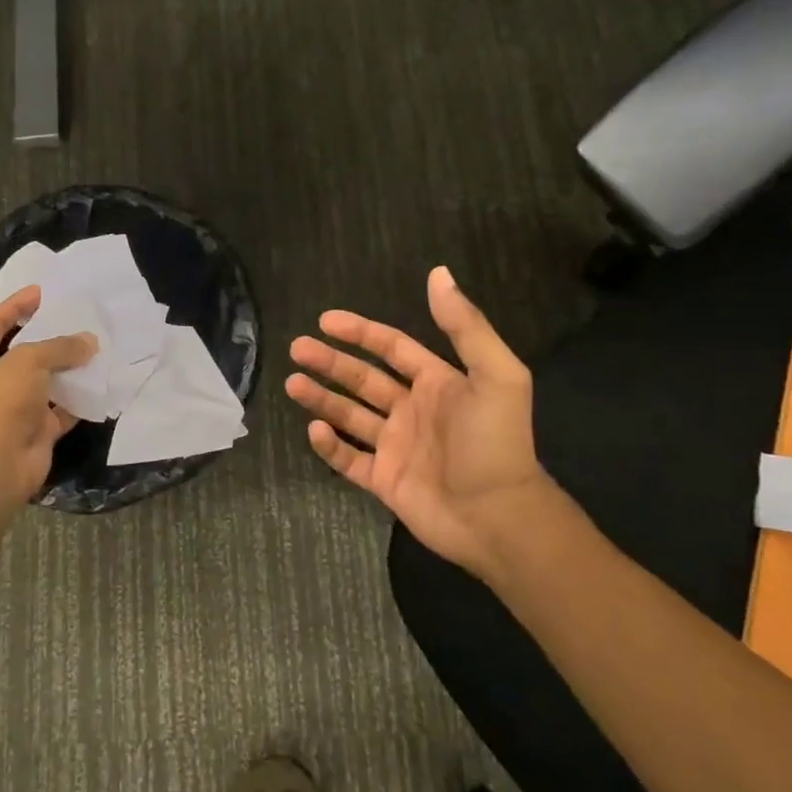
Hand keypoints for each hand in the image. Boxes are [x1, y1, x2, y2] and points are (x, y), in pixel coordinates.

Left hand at [0, 285, 97, 514]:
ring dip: (69, 369)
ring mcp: (15, 411)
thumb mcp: (26, 362)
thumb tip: (89, 342)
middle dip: (50, 338)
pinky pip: (63, 411)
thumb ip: (58, 347)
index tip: (44, 291)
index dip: (17, 306)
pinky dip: (81, 400)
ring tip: (98, 346)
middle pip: (24, 354)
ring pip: (47, 383)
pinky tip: (103, 382)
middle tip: (79, 319)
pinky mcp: (38, 433)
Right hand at [285, 267, 565, 578]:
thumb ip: (465, 326)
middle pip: (362, 379)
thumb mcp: (496, 376)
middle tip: (297, 348)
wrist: (499, 518)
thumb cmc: (496, 443)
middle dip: (330, 362)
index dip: (360, 332)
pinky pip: (348, 459)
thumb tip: (438, 273)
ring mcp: (396, 447)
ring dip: (321, 398)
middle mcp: (412, 410)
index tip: (325, 320)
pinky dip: (329, 445)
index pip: (392, 348)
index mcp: (438, 383)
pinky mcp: (384, 481)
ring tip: (292, 383)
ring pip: (349, 415)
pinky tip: (314, 429)